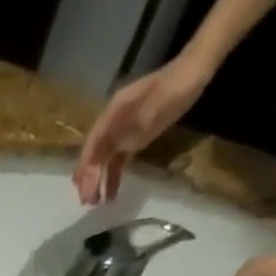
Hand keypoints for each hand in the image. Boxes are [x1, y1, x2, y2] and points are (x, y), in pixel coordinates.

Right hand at [74, 55, 212, 205]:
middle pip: (95, 155)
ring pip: (105, 160)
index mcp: (111, 114)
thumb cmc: (173, 88)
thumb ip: (129, 131)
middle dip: (89, 178)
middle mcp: (111, 124)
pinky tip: (112, 193)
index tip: (82, 187)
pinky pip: (118, 160)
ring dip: (99, 181)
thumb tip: (108, 153)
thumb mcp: (152, 108)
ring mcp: (122, 132)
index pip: (92, 145)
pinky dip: (114, 176)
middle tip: (87, 201)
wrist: (193, 72)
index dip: (85, 166)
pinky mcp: (133, 138)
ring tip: (97, 203)